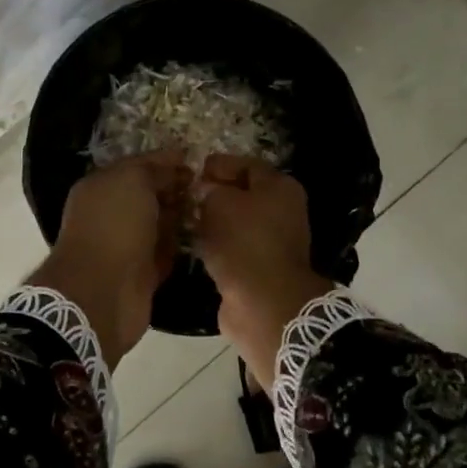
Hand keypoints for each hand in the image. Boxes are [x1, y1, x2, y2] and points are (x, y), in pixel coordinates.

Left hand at [28, 152, 190, 364]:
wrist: (103, 292)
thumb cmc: (114, 226)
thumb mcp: (133, 181)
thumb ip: (153, 169)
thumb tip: (175, 166)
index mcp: (101, 186)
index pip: (138, 166)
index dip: (166, 161)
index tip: (196, 161)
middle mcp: (110, 213)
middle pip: (149, 195)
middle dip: (176, 189)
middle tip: (208, 187)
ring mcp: (125, 244)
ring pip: (159, 224)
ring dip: (181, 218)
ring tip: (212, 210)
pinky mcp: (140, 273)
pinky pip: (164, 252)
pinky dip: (179, 246)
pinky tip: (202, 237)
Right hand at [192, 155, 332, 386]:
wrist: (263, 303)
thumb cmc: (243, 242)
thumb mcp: (220, 202)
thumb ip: (210, 189)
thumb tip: (206, 191)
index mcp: (279, 187)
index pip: (245, 164)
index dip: (217, 165)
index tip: (190, 171)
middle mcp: (282, 211)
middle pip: (243, 194)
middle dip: (213, 194)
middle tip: (184, 196)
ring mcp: (273, 242)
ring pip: (237, 223)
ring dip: (213, 222)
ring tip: (184, 220)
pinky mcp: (261, 268)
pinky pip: (234, 248)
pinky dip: (217, 246)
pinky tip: (195, 245)